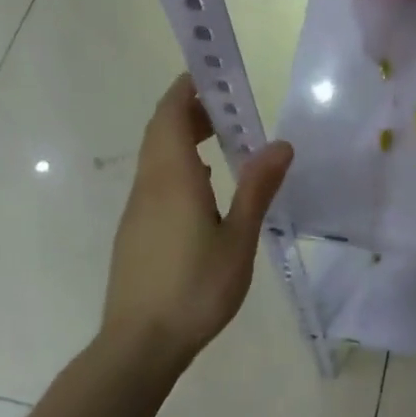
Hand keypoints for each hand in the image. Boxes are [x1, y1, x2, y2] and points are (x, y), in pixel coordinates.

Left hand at [102, 75, 294, 364]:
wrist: (140, 344)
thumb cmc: (194, 290)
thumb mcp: (238, 240)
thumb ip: (257, 189)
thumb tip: (280, 144)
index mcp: (172, 179)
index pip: (170, 115)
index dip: (186, 88)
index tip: (212, 73)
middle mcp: (149, 185)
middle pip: (161, 131)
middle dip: (189, 109)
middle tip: (228, 107)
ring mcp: (137, 209)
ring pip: (155, 156)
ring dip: (182, 136)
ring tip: (221, 139)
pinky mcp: (135, 230)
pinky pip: (155, 180)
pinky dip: (177, 164)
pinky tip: (204, 186)